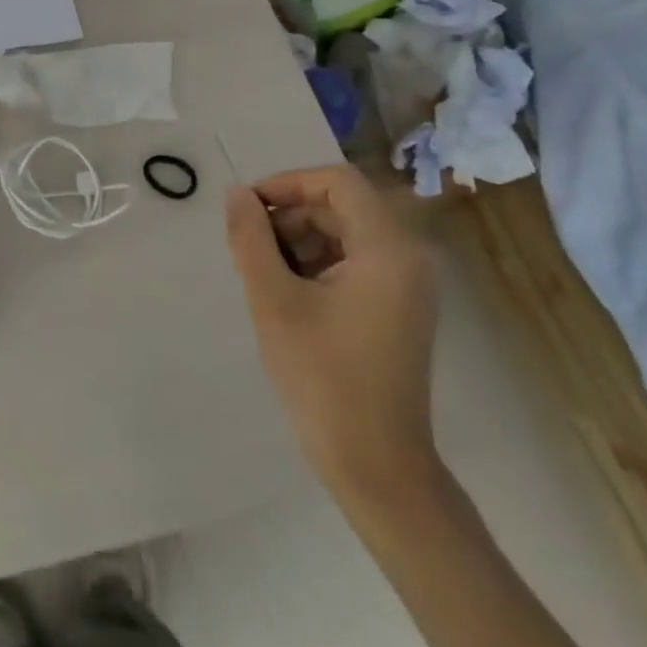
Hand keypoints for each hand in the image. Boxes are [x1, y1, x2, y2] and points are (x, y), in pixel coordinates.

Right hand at [224, 165, 438, 497]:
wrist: (376, 464)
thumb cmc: (323, 376)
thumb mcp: (274, 300)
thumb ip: (251, 238)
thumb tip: (237, 195)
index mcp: (388, 249)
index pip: (338, 182)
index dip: (288, 183)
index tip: (248, 208)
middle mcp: (408, 257)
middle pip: (342, 206)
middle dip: (291, 215)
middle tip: (250, 245)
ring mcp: (407, 286)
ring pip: (346, 233)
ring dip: (300, 240)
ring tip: (264, 273)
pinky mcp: (399, 309)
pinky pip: (355, 262)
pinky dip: (317, 264)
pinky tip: (287, 294)